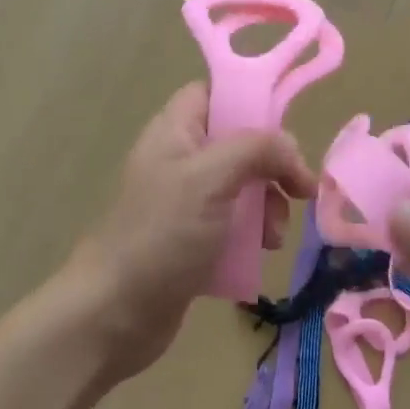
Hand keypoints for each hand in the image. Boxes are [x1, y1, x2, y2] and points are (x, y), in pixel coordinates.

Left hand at [70, 83, 315, 376]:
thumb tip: (292, 149)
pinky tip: (262, 252)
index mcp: (175, 130)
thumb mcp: (211, 178)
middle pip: (238, 142)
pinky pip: (234, 223)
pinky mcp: (192, 240)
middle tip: (296, 190)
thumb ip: (257, 149)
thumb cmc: (161, 234)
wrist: (113, 315)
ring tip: (274, 235)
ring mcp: (185, 202)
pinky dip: (253, 233)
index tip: (282, 127)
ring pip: (242, 185)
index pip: (214, 93)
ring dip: (267, 205)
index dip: (249, 101)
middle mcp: (180, 158)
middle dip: (271, 165)